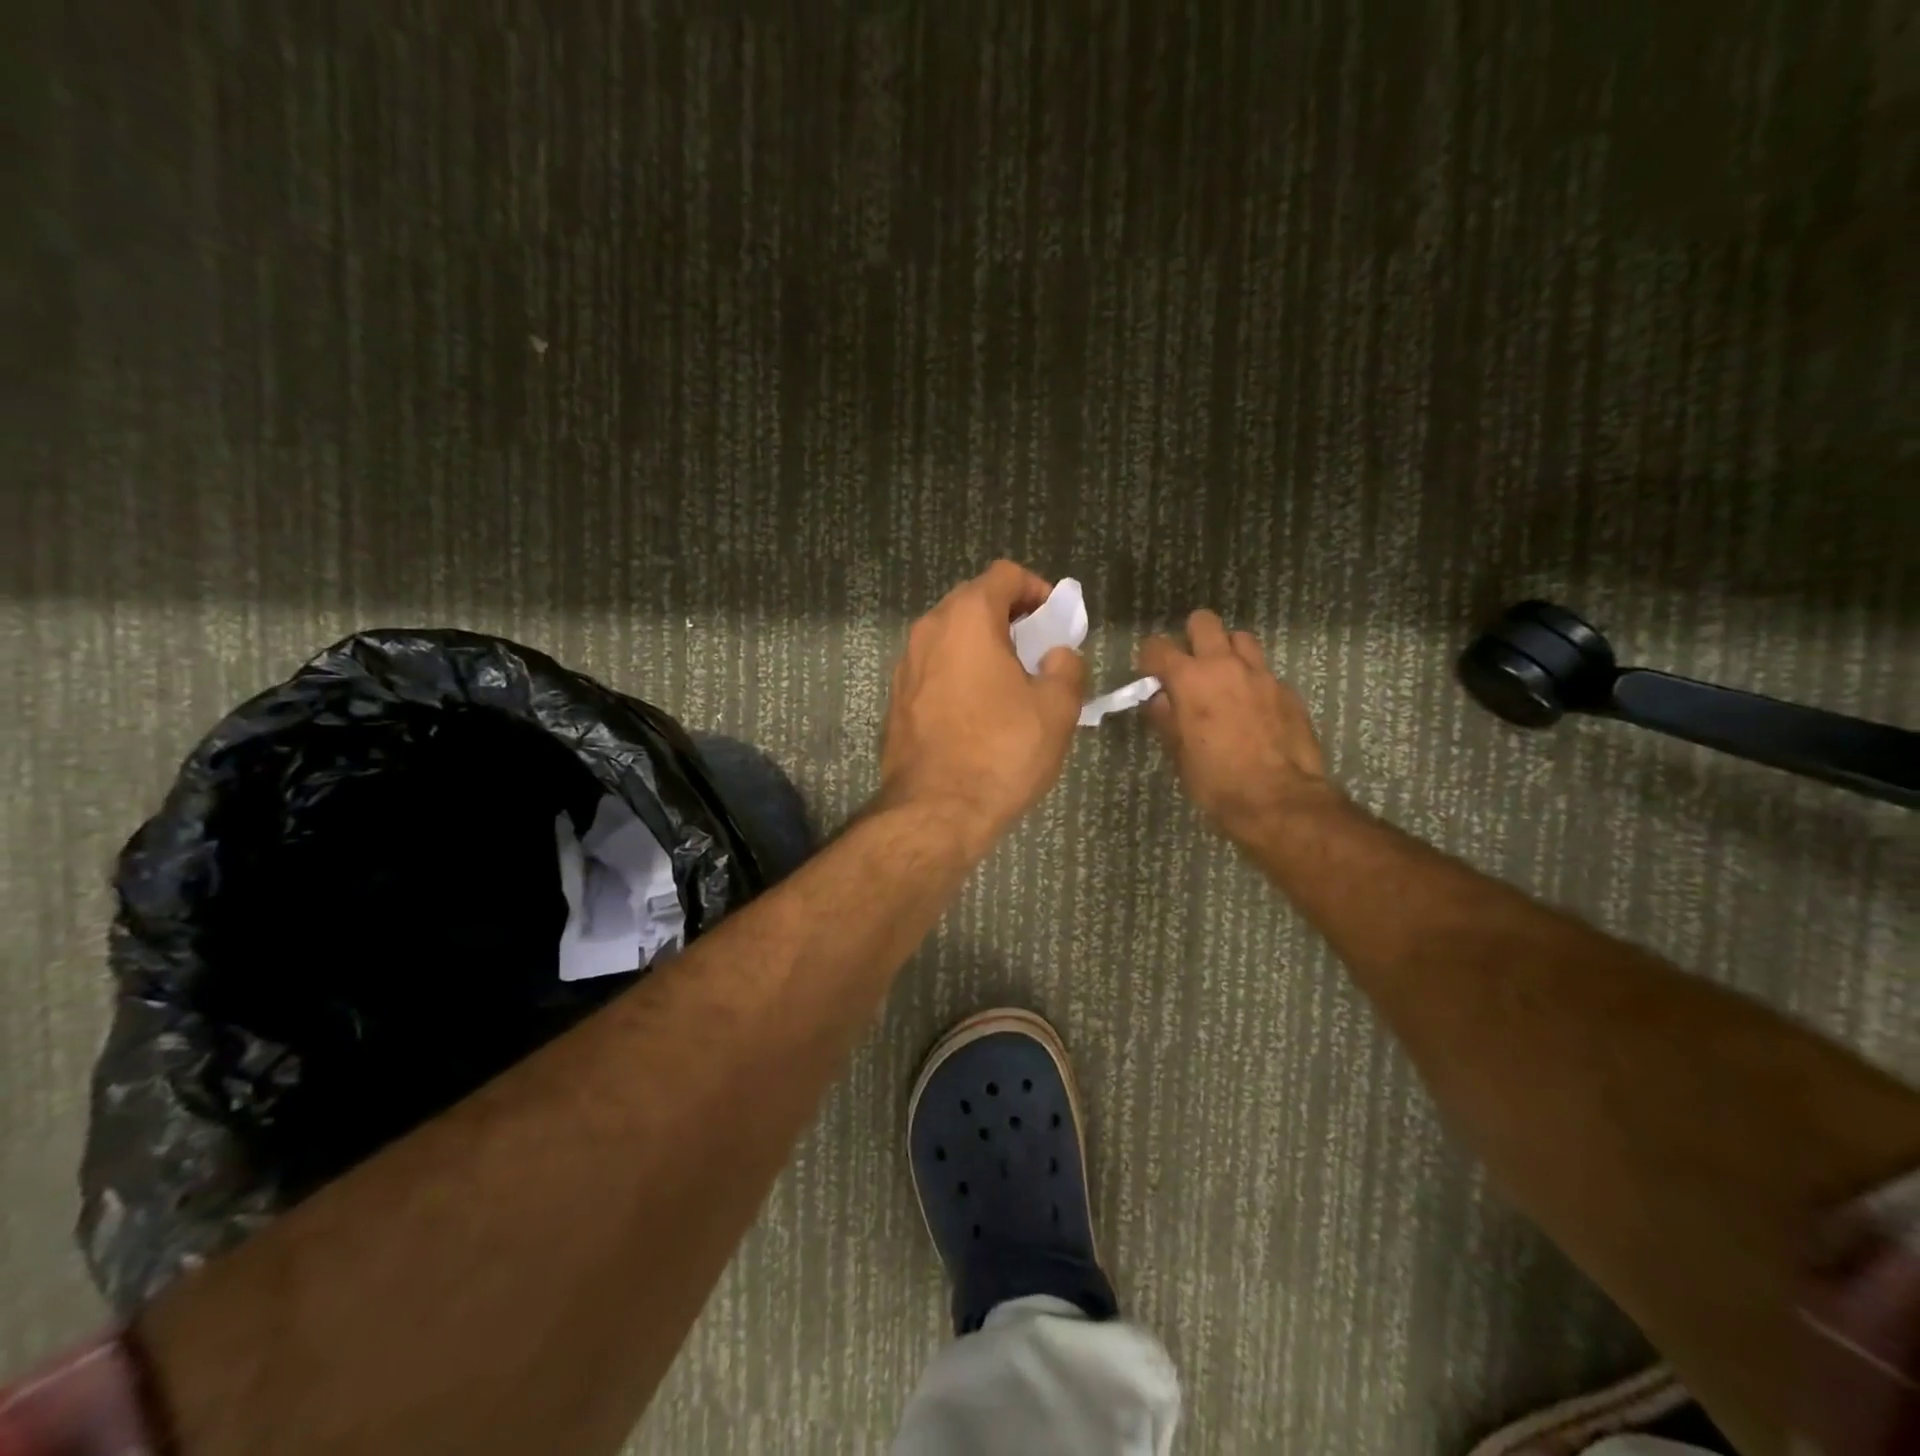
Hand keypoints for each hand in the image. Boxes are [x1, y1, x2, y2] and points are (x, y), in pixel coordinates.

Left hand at [879, 561, 1087, 848]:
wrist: (936, 811)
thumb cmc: (1002, 752)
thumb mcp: (1057, 708)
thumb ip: (1066, 666)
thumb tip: (1057, 654)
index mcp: (967, 619)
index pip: (1004, 574)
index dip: (1037, 589)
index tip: (1056, 620)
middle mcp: (928, 630)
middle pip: (973, 601)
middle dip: (1010, 617)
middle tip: (1038, 650)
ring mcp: (905, 665)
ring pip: (951, 637)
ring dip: (983, 646)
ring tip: (1012, 683)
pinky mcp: (896, 699)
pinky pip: (935, 668)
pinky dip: (959, 673)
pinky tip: (980, 711)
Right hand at [1138, 611, 1332, 841]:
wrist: (1278, 800)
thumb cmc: (1216, 781)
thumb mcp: (1179, 754)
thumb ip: (1167, 718)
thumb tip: (1159, 699)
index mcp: (1189, 679)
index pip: (1157, 647)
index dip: (1149, 658)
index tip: (1149, 675)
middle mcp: (1224, 665)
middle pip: (1204, 622)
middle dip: (1191, 637)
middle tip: (1189, 666)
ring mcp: (1261, 674)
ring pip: (1240, 638)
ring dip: (1227, 651)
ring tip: (1223, 678)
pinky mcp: (1287, 690)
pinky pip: (1264, 670)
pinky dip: (1252, 680)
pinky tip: (1252, 707)